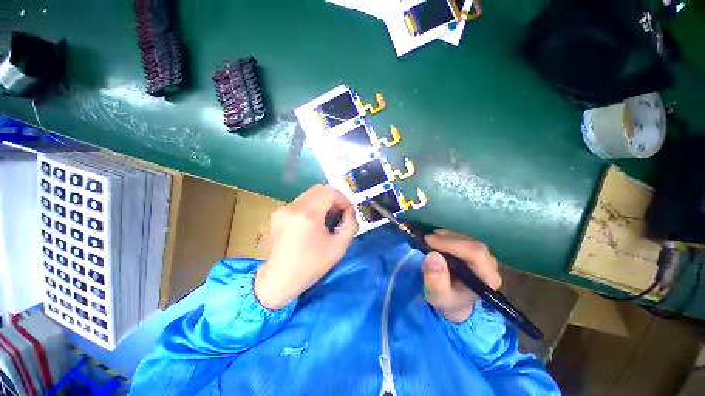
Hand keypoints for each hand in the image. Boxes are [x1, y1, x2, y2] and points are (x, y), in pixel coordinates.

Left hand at [255, 184, 357, 309]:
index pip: (329, 192)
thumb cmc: (311, 266)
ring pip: (310, 194)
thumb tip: (349, 211)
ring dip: (323, 202)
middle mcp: (293, 207)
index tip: (347, 212)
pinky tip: (314, 222)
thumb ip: (350, 224)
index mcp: (307, 215)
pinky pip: (301, 202)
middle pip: (319, 189)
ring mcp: (283, 209)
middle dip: (334, 199)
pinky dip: (312, 206)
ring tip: (327, 218)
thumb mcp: (339, 247)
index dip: (343, 199)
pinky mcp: (278, 213)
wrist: (280, 280)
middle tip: (339, 214)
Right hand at [422, 230, 501, 322]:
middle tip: (427, 239)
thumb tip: (433, 255)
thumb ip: (435, 280)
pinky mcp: (475, 251)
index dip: (452, 244)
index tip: (429, 241)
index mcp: (487, 279)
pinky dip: (448, 236)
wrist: (456, 303)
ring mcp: (484, 256)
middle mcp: (491, 265)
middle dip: (448, 239)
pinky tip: (437, 240)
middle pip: (472, 244)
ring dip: (446, 236)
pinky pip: (463, 238)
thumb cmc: (449, 301)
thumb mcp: (438, 296)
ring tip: (430, 240)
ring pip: (467, 239)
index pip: (475, 254)